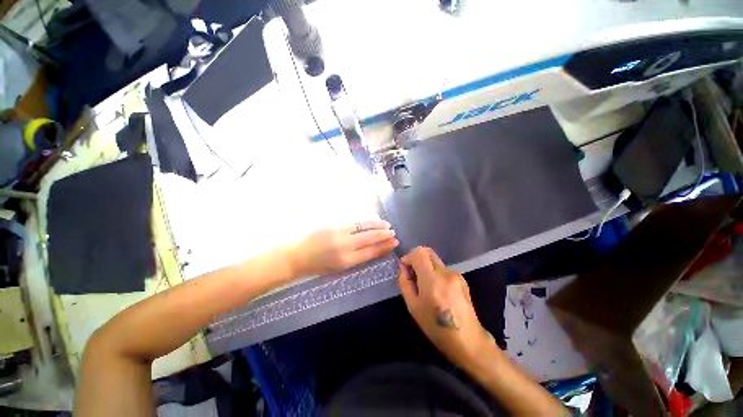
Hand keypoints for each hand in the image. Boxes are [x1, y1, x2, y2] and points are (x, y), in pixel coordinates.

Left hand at [290, 220, 398, 276]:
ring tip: (386, 225)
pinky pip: (354, 222)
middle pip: (370, 238)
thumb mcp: (338, 268)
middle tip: (393, 232)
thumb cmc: (318, 266)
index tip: (394, 243)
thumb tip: (372, 250)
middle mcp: (345, 246)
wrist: (297, 255)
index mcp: (346, 261)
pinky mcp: (334, 224)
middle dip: (383, 235)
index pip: (371, 252)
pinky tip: (372, 221)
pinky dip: (366, 221)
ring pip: (363, 227)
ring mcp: (340, 233)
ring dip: (377, 225)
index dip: (384, 247)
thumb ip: (356, 258)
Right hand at [398, 247, 493, 368]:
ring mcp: (456, 275)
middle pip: (428, 252)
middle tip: (413, 274)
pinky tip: (437, 291)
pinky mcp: (462, 279)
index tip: (405, 268)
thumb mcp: (413, 307)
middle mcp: (445, 272)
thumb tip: (403, 268)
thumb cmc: (436, 326)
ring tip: (425, 287)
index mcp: (432, 279)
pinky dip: (436, 273)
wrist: (468, 340)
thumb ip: (405, 283)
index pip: (419, 252)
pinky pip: (443, 269)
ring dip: (426, 267)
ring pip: (435, 261)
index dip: (409, 256)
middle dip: (417, 258)